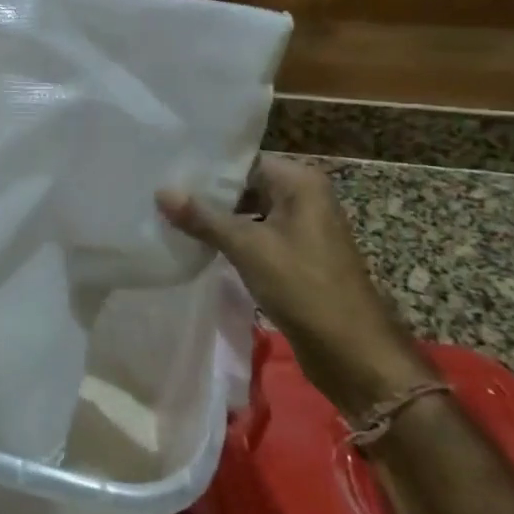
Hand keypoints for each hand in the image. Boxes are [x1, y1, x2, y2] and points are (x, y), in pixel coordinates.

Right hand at [157, 157, 433, 418]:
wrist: (352, 353)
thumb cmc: (304, 287)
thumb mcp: (248, 248)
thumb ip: (203, 218)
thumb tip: (161, 191)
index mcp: (301, 182)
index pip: (243, 160)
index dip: (206, 166)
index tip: (167, 168)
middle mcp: (304, 197)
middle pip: (245, 184)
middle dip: (207, 193)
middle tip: (160, 192)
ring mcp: (300, 228)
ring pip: (248, 212)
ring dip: (215, 218)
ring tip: (168, 214)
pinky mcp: (295, 256)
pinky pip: (255, 236)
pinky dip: (230, 238)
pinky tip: (195, 242)